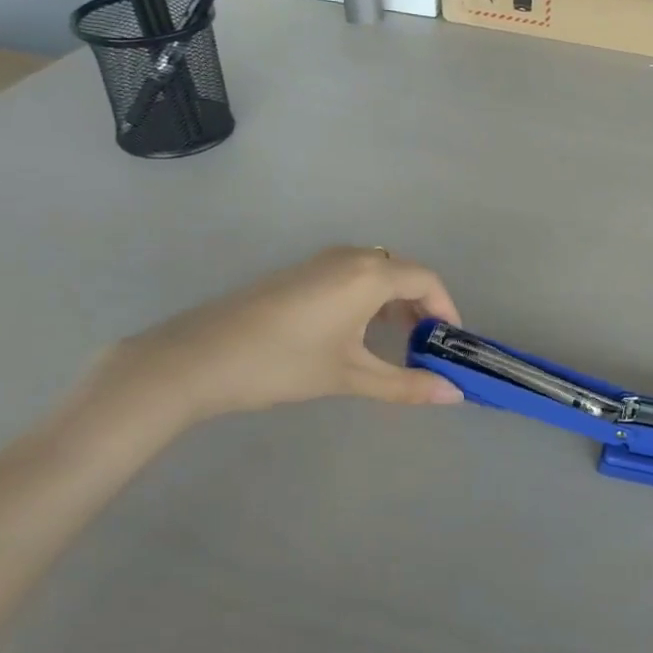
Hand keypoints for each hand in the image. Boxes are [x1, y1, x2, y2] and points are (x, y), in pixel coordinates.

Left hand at [111, 247, 465, 427]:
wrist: (198, 357)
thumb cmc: (283, 363)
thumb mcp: (350, 376)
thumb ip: (405, 384)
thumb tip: (454, 395)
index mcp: (369, 275)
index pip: (426, 280)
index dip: (446, 309)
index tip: (450, 343)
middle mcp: (350, 257)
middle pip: (403, 272)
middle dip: (421, 307)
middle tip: (426, 347)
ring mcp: (320, 262)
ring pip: (376, 272)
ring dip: (394, 303)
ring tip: (396, 343)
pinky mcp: (299, 273)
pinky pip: (351, 276)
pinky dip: (369, 299)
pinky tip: (356, 333)